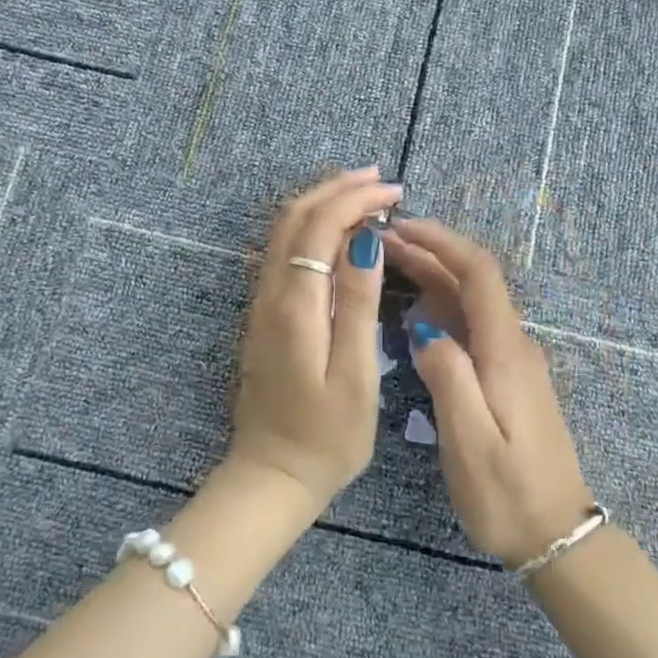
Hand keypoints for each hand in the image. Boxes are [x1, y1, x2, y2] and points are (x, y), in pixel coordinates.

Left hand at [227, 167, 402, 511]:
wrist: (271, 477)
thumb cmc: (326, 437)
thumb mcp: (355, 375)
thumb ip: (357, 304)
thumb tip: (366, 240)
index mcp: (295, 305)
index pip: (319, 226)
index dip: (355, 199)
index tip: (394, 192)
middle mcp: (271, 293)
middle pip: (296, 217)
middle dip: (337, 189)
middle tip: (381, 180)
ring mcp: (262, 302)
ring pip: (285, 230)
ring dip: (323, 203)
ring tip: (364, 194)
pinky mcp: (265, 314)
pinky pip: (285, 250)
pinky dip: (312, 226)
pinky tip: (339, 232)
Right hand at [384, 217, 594, 566]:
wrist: (557, 537)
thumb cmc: (508, 494)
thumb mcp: (470, 440)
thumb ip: (448, 375)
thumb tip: (424, 327)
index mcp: (506, 351)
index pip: (480, 273)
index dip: (443, 242)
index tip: (403, 226)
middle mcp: (513, 344)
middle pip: (474, 281)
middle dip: (431, 253)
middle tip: (382, 243)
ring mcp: (513, 360)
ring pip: (471, 302)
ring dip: (433, 277)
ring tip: (387, 267)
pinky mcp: (507, 377)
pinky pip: (472, 326)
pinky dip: (440, 306)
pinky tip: (411, 312)